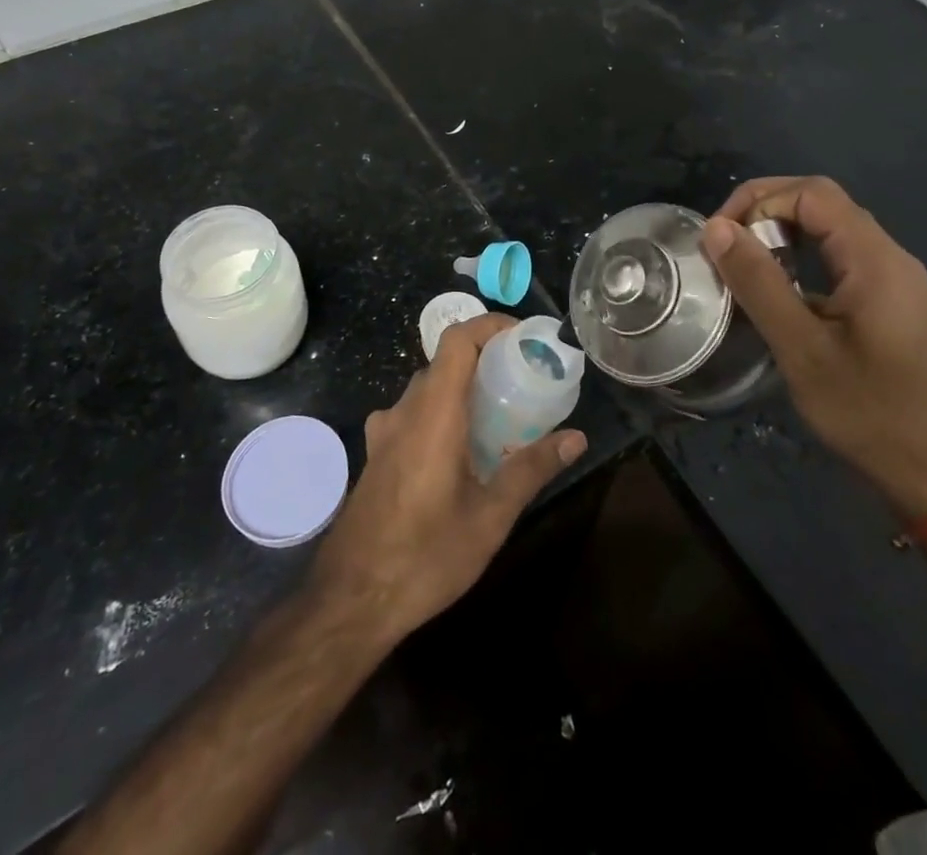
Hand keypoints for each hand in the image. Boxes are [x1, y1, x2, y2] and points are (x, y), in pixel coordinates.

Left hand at [309, 314, 587, 643]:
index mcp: (433, 413)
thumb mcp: (490, 517)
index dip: (490, 325)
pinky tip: (461, 454)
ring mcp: (384, 432)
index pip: (457, 339)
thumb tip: (576, 438)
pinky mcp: (377, 453)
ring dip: (464, 390)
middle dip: (486, 362)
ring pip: (429, 389)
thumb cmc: (425, 556)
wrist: (350, 601)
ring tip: (500, 417)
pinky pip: (414, 414)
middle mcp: (405, 410)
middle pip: (446, 362)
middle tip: (524, 383)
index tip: (524, 339)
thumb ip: (532, 469)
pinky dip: (442, 413)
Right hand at [703, 176, 926, 520]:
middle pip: (823, 204)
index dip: (758, 200)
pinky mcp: (893, 307)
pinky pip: (842, 263)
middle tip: (723, 246)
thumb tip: (716, 229)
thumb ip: (759, 283)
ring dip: (782, 236)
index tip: (719, 238)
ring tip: (741, 267)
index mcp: (875, 258)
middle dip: (766, 212)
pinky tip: (778, 296)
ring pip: (832, 233)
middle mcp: (890, 258)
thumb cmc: (873, 414)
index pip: (812, 193)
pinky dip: (802, 262)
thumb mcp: (803, 349)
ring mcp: (896, 283)